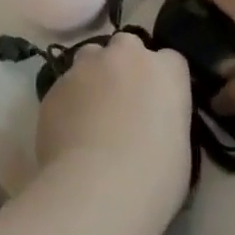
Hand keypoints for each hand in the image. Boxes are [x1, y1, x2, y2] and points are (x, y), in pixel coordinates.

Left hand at [35, 32, 192, 211]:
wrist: (97, 190)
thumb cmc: (154, 178)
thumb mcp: (179, 146)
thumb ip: (166, 117)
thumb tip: (151, 120)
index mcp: (165, 71)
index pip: (170, 60)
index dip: (163, 79)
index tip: (159, 102)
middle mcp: (126, 56)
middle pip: (126, 45)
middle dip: (124, 63)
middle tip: (123, 99)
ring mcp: (86, 67)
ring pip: (90, 57)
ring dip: (93, 75)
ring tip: (91, 111)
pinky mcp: (55, 85)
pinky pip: (65, 85)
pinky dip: (69, 100)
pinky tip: (69, 130)